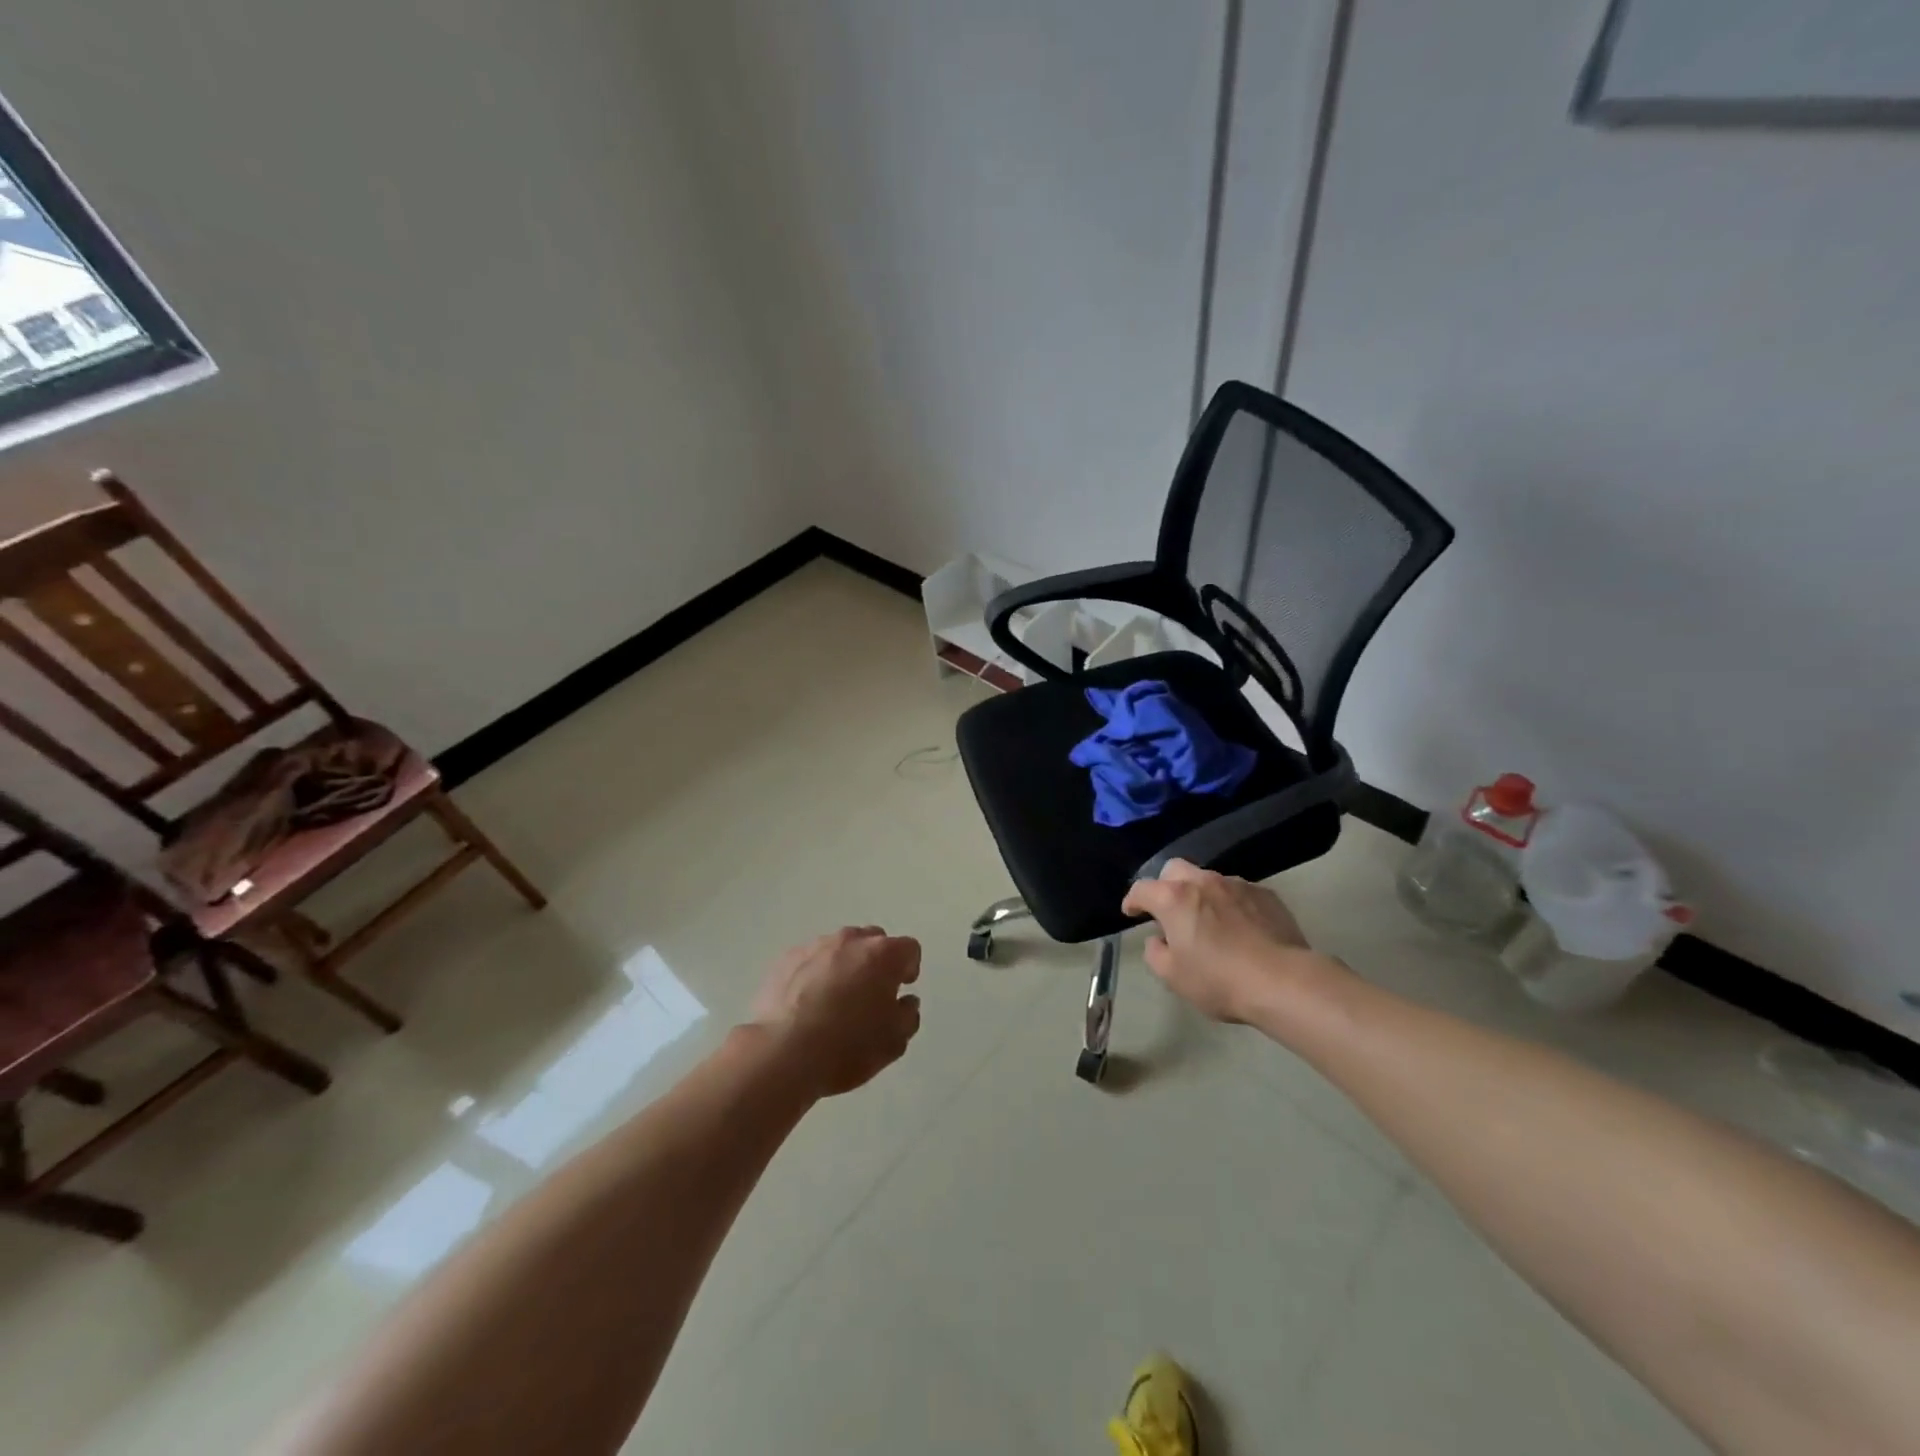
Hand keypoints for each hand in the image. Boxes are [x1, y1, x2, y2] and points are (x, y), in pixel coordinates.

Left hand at [750, 927, 922, 1096]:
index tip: (900, 990)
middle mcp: (852, 940)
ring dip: (844, 966)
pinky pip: (810, 960)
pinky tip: (806, 1003)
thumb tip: (905, 1002)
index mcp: (884, 954)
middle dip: (876, 962)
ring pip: (840, 948)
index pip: (909, 949)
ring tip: (833, 1001)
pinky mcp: (786, 958)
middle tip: (869, 995)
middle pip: (873, 941)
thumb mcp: (894, 1042)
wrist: (783, 1052)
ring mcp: (816, 946)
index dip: (908, 969)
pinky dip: (814, 974)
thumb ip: (907, 1015)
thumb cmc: (848, 1046)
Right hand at [1121, 860, 1338, 1024]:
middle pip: (1175, 869)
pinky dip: (1231, 904)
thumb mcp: (1174, 977)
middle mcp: (1203, 882)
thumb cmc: (1220, 980)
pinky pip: (1239, 892)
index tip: (1131, 912)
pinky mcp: (1266, 894)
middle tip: (1169, 911)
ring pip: (1209, 879)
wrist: (1284, 981)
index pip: (1142, 888)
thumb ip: (1156, 953)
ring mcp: (1237, 884)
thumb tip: (1158, 940)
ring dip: (1201, 895)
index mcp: (1174, 898)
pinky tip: (1240, 927)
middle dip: (1166, 885)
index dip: (1133, 900)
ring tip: (1209, 921)